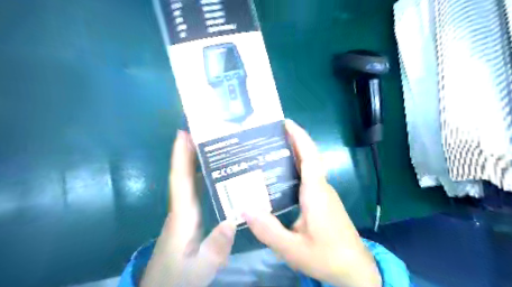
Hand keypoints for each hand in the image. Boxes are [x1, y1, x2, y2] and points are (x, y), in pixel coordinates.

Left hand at [139, 131, 235, 286]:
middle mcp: (181, 209)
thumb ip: (215, 248)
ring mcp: (183, 214)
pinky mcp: (188, 220)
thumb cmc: (178, 278)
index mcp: (182, 216)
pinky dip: (201, 179)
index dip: (181, 156)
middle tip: (202, 132)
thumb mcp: (200, 268)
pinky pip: (195, 193)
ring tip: (211, 146)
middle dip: (189, 152)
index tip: (183, 133)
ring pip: (189, 183)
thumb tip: (232, 220)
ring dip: (196, 163)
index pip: (180, 181)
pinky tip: (216, 176)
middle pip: (184, 176)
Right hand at [243, 120, 379, 286]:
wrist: (355, 270)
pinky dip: (295, 171)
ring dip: (293, 156)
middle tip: (268, 136)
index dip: (299, 136)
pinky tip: (279, 179)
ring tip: (268, 153)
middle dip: (292, 142)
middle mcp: (321, 187)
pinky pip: (308, 179)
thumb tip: (244, 208)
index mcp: (315, 191)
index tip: (286, 122)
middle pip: (308, 157)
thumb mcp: (292, 248)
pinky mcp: (323, 201)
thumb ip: (268, 230)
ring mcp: (324, 194)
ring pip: (308, 168)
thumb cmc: (326, 256)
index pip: (309, 156)